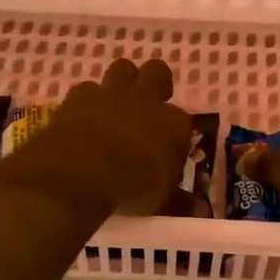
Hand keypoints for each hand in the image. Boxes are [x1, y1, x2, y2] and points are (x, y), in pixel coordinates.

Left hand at [17, 58, 193, 215]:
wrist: (82, 171)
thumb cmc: (132, 188)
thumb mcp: (161, 202)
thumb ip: (179, 202)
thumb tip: (199, 212)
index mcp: (174, 124)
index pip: (182, 118)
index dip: (175, 130)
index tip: (169, 147)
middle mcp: (146, 100)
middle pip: (157, 72)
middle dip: (155, 82)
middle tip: (148, 103)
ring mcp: (111, 94)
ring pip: (122, 68)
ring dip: (122, 81)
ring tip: (116, 103)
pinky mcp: (79, 97)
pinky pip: (87, 88)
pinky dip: (87, 100)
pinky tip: (83, 116)